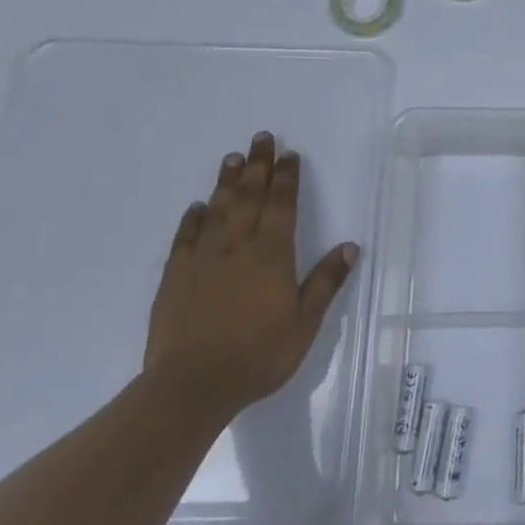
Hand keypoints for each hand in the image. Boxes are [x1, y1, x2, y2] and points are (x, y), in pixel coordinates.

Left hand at [144, 131, 360, 420]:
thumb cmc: (258, 355)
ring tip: (232, 159)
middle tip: (261, 138)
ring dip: (227, 183)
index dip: (286, 178)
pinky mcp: (175, 278)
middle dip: (258, 166)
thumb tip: (350, 246)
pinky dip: (193, 219)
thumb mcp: (305, 323)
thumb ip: (325, 282)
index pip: (281, 205)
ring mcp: (202, 260)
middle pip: (249, 197)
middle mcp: (237, 247)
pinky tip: (197, 207)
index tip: (289, 154)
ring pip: (217, 210)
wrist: (191, 386)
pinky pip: (185, 239)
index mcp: (271, 255)